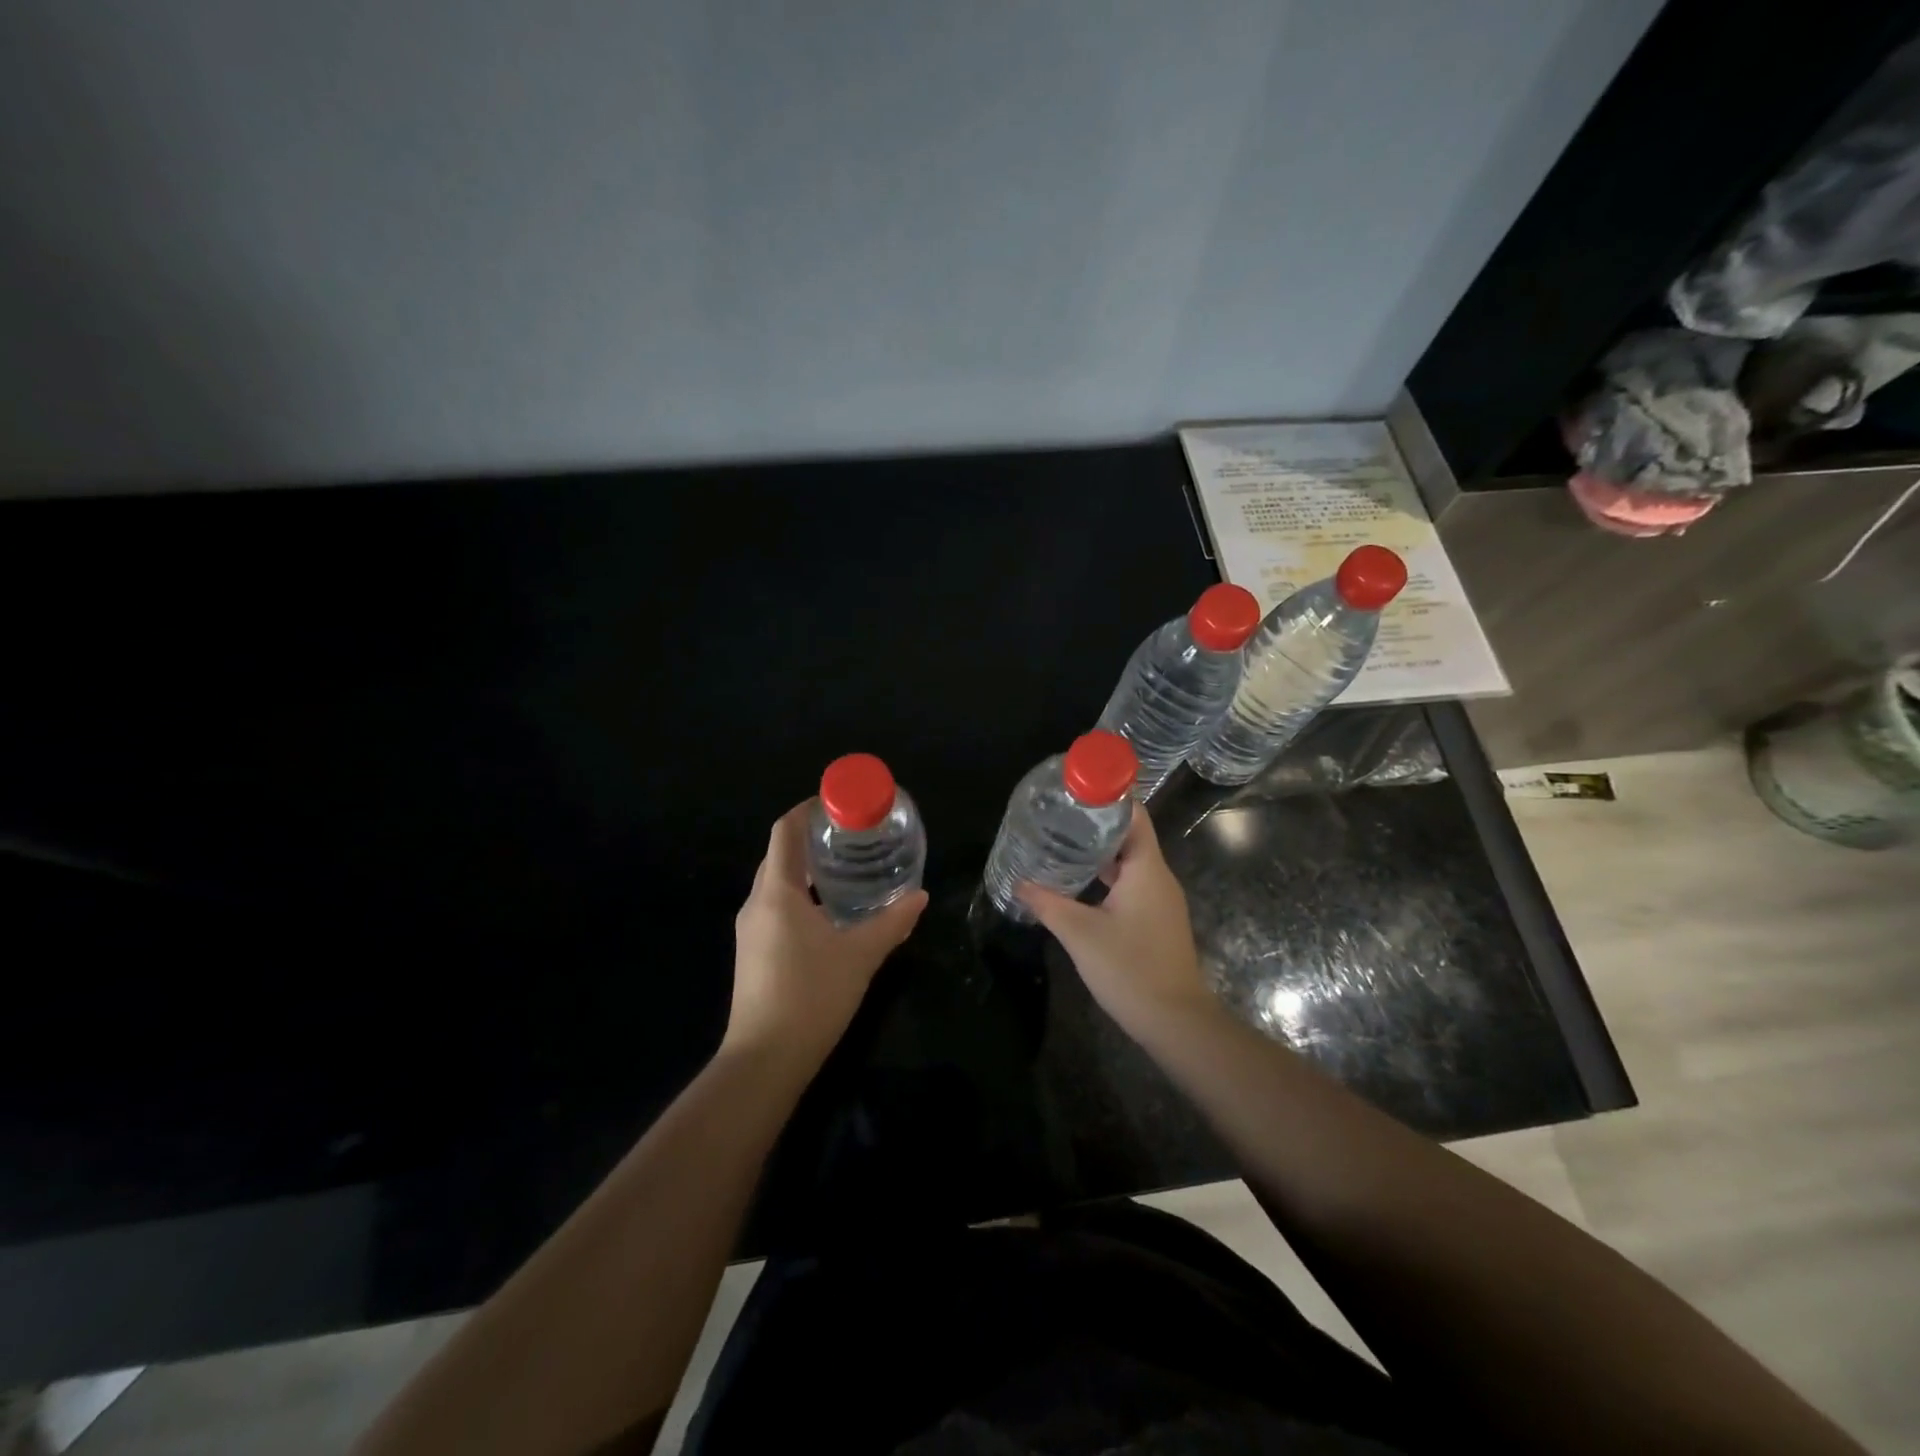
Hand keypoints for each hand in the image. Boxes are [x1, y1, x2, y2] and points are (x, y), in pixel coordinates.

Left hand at [725, 802, 928, 1067]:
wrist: (764, 1061)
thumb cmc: (811, 996)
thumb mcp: (860, 955)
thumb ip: (891, 922)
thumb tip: (920, 897)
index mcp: (777, 892)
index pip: (785, 831)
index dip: (808, 810)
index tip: (838, 804)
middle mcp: (756, 903)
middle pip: (780, 854)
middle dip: (812, 839)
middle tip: (853, 836)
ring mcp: (749, 930)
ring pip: (777, 883)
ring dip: (807, 870)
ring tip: (846, 870)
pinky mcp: (752, 953)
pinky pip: (775, 907)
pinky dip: (801, 897)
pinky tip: (829, 913)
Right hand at [1016, 812, 1216, 1038]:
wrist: (1175, 1021)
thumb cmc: (1130, 968)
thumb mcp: (1080, 933)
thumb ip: (1048, 904)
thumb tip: (1019, 883)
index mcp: (1146, 868)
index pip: (1133, 815)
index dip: (1108, 796)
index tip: (1076, 788)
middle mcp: (1158, 877)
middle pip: (1129, 835)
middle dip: (1096, 823)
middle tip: (1058, 815)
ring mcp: (1160, 900)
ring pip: (1129, 862)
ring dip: (1100, 852)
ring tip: (1062, 842)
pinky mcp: (1156, 920)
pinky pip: (1131, 884)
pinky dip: (1107, 876)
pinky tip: (1080, 883)